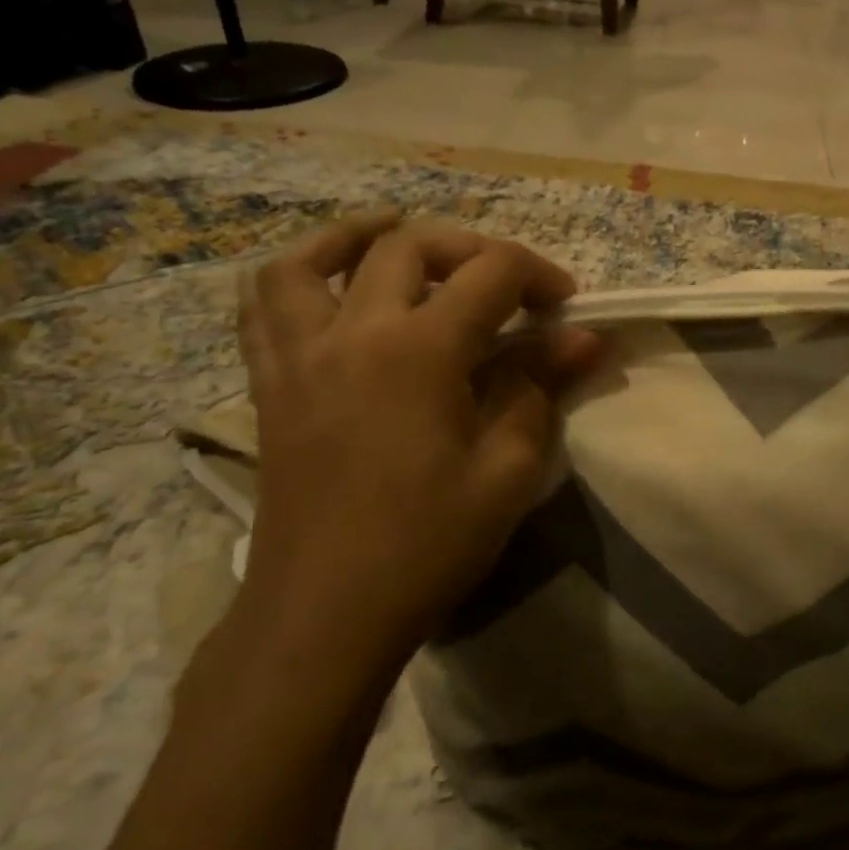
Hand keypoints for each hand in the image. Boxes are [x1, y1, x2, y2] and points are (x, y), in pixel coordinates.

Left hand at [231, 214, 600, 697]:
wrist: (325, 613)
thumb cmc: (427, 544)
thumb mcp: (507, 468)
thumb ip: (540, 387)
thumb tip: (587, 338)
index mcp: (418, 350)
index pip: (490, 274)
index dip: (538, 275)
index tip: (566, 306)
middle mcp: (352, 332)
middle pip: (410, 247)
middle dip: (471, 251)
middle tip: (506, 286)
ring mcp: (298, 354)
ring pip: (311, 259)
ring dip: (360, 235)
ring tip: (398, 236)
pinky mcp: (269, 384)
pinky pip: (261, 307)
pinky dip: (295, 277)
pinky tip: (328, 288)